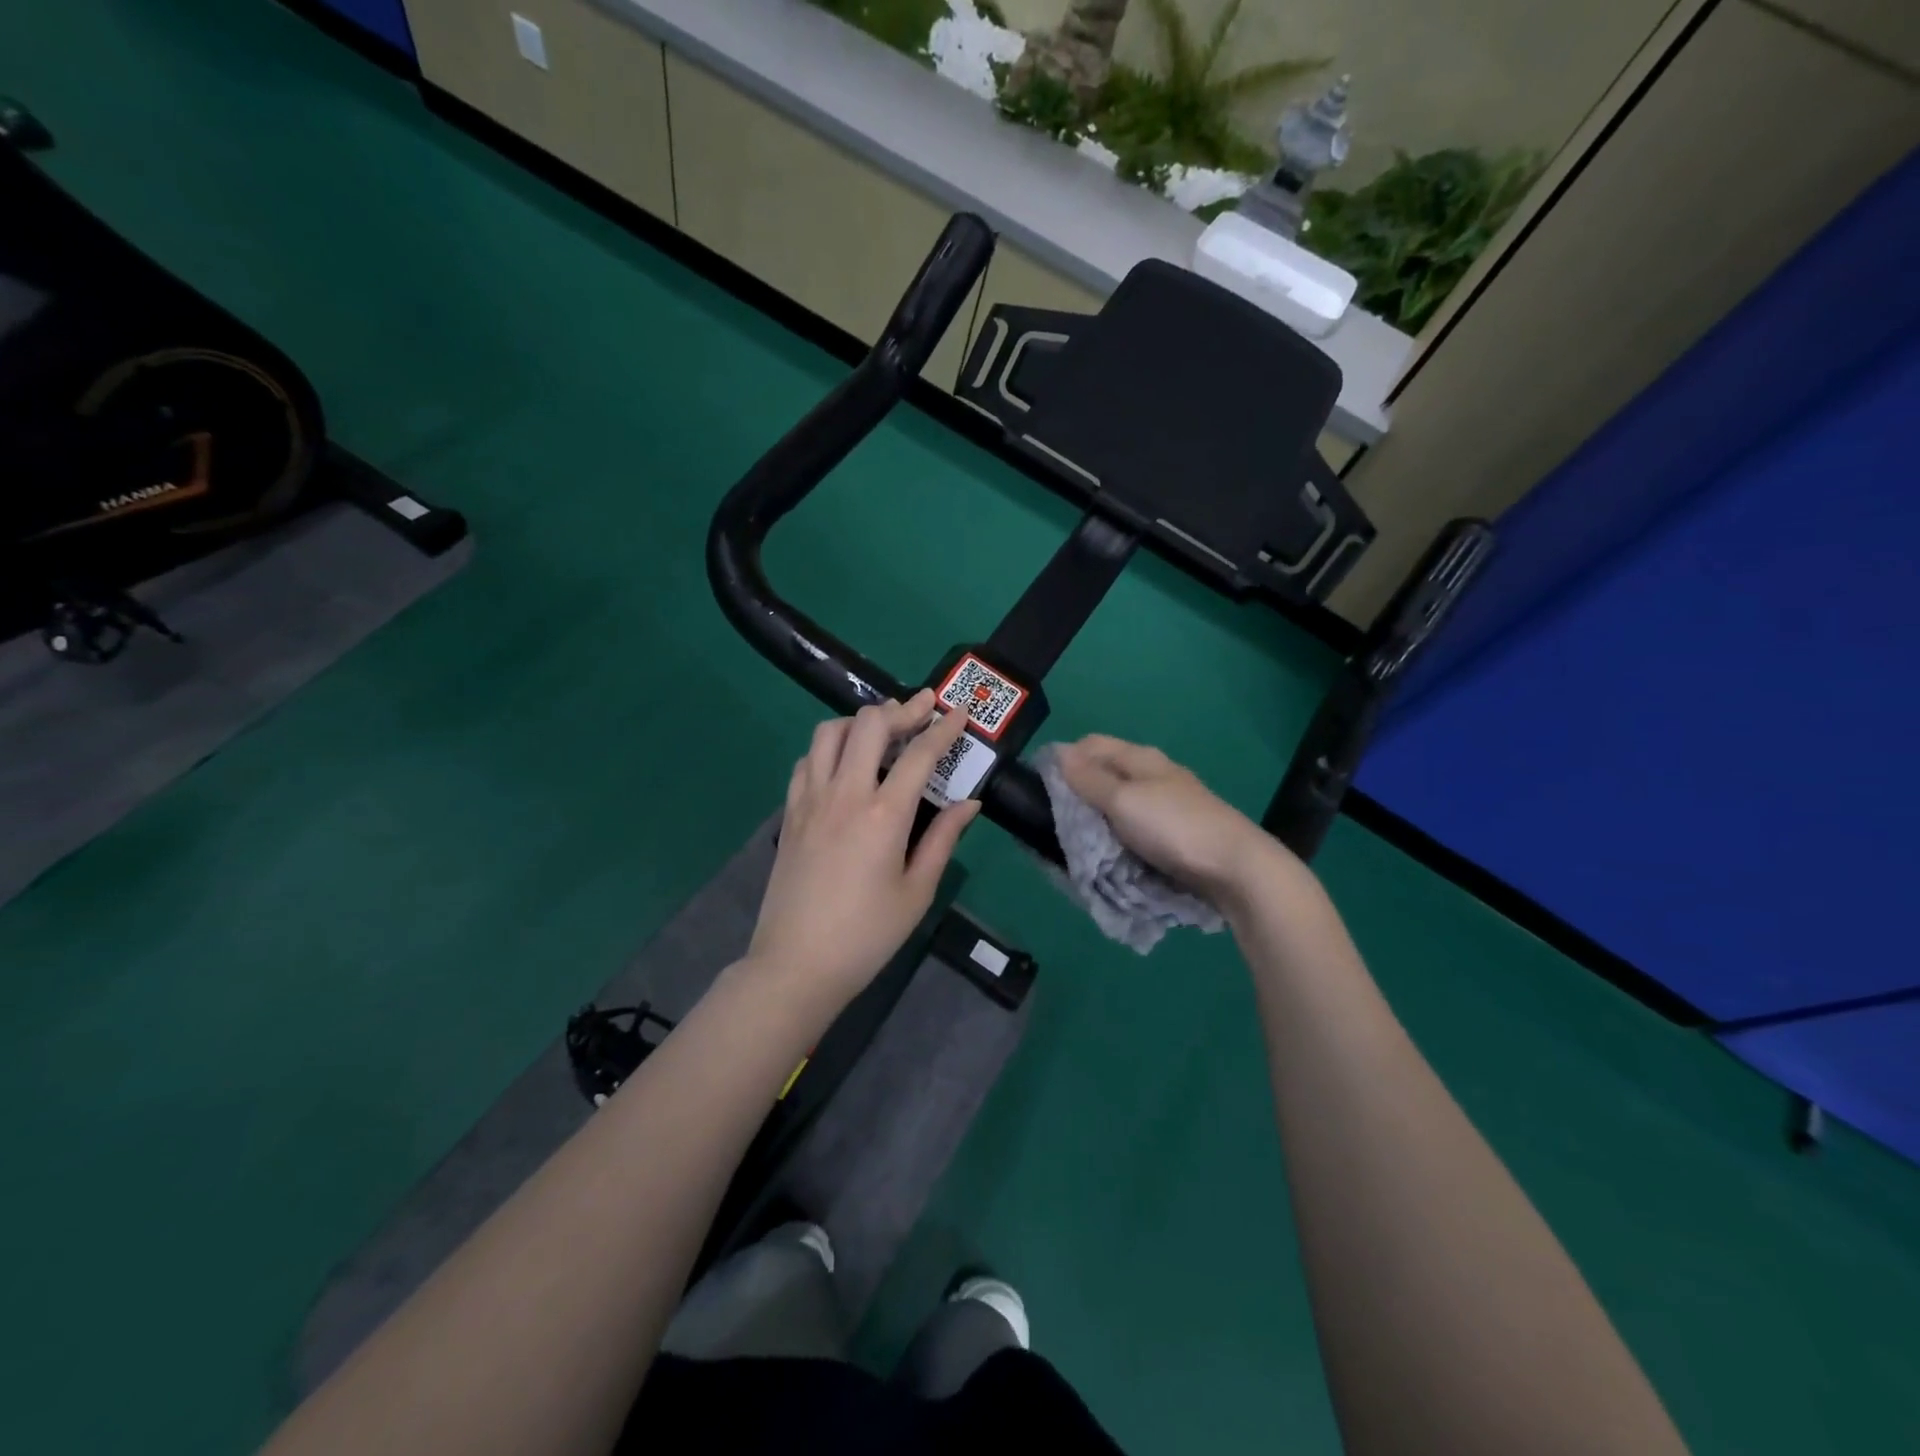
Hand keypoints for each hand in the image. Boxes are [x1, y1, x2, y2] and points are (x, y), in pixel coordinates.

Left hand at [747, 690, 980, 1009]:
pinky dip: (829, 748)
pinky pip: (807, 761)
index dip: (943, 728)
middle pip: (869, 725)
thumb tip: (969, 804)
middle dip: (901, 709)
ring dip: (860, 721)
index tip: (959, 711)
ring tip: (882, 729)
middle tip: (922, 708)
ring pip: (830, 733)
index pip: (919, 754)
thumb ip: (942, 839)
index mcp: (884, 814)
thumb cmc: (867, 934)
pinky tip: (844, 763)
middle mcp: (845, 794)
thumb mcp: (917, 892)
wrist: (797, 963)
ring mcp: (811, 799)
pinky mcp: (790, 812)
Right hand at [1054, 734, 1292, 905]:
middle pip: (1105, 772)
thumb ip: (1089, 778)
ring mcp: (1168, 802)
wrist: (1236, 868)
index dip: (1064, 759)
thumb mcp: (1123, 801)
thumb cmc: (1173, 828)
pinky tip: (1112, 852)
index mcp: (1140, 758)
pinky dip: (1119, 835)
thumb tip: (1060, 753)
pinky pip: (1136, 825)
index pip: (1091, 744)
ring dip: (1099, 818)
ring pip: (1120, 801)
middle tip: (1057, 820)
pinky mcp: (1177, 831)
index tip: (1041, 788)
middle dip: (1079, 792)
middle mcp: (1154, 774)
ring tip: (1080, 841)